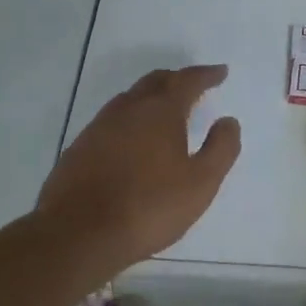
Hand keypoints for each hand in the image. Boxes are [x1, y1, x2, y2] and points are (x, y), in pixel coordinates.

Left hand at [37, 65, 240, 279]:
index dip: (207, 74)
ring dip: (151, 97)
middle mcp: (129, 109)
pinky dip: (130, 119)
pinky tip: (132, 139)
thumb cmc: (148, 207)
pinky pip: (112, 120)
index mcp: (161, 111)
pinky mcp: (80, 147)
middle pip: (156, 81)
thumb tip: (228, 121)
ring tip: (164, 110)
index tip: (221, 72)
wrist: (77, 234)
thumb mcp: (201, 183)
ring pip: (130, 99)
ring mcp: (99, 126)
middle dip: (177, 79)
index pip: (188, 80)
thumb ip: (221, 149)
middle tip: (193, 86)